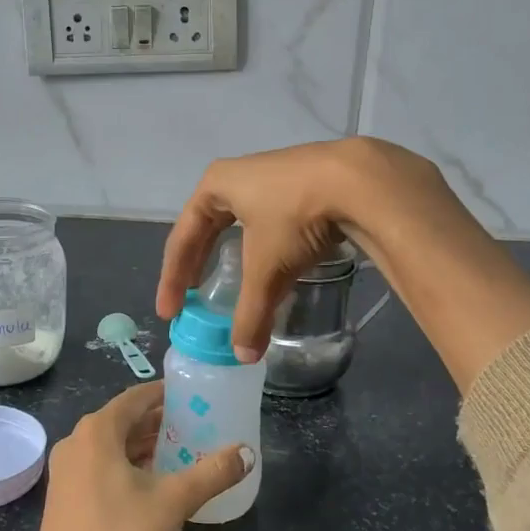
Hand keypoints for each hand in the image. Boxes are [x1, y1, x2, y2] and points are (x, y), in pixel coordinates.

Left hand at [25, 383, 253, 530]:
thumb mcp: (173, 503)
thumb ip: (212, 473)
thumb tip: (247, 452)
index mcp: (98, 431)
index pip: (136, 397)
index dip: (166, 393)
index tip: (195, 395)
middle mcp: (76, 442)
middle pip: (124, 419)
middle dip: (159, 421)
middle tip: (195, 425)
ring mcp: (65, 471)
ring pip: (111, 445)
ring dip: (143, 445)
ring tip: (180, 451)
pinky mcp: (64, 497)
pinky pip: (100, 465)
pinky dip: (126, 464)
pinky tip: (151, 483)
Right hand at [158, 138, 449, 361]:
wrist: (360, 181)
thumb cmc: (295, 217)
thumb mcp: (267, 269)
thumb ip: (251, 314)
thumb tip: (244, 357)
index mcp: (217, 184)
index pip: (183, 237)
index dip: (172, 277)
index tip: (170, 312)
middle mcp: (240, 173)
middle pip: (208, 225)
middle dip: (198, 261)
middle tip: (191, 295)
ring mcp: (275, 173)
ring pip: (244, 220)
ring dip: (234, 252)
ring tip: (232, 279)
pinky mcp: (307, 181)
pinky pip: (274, 218)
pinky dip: (267, 245)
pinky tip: (278, 261)